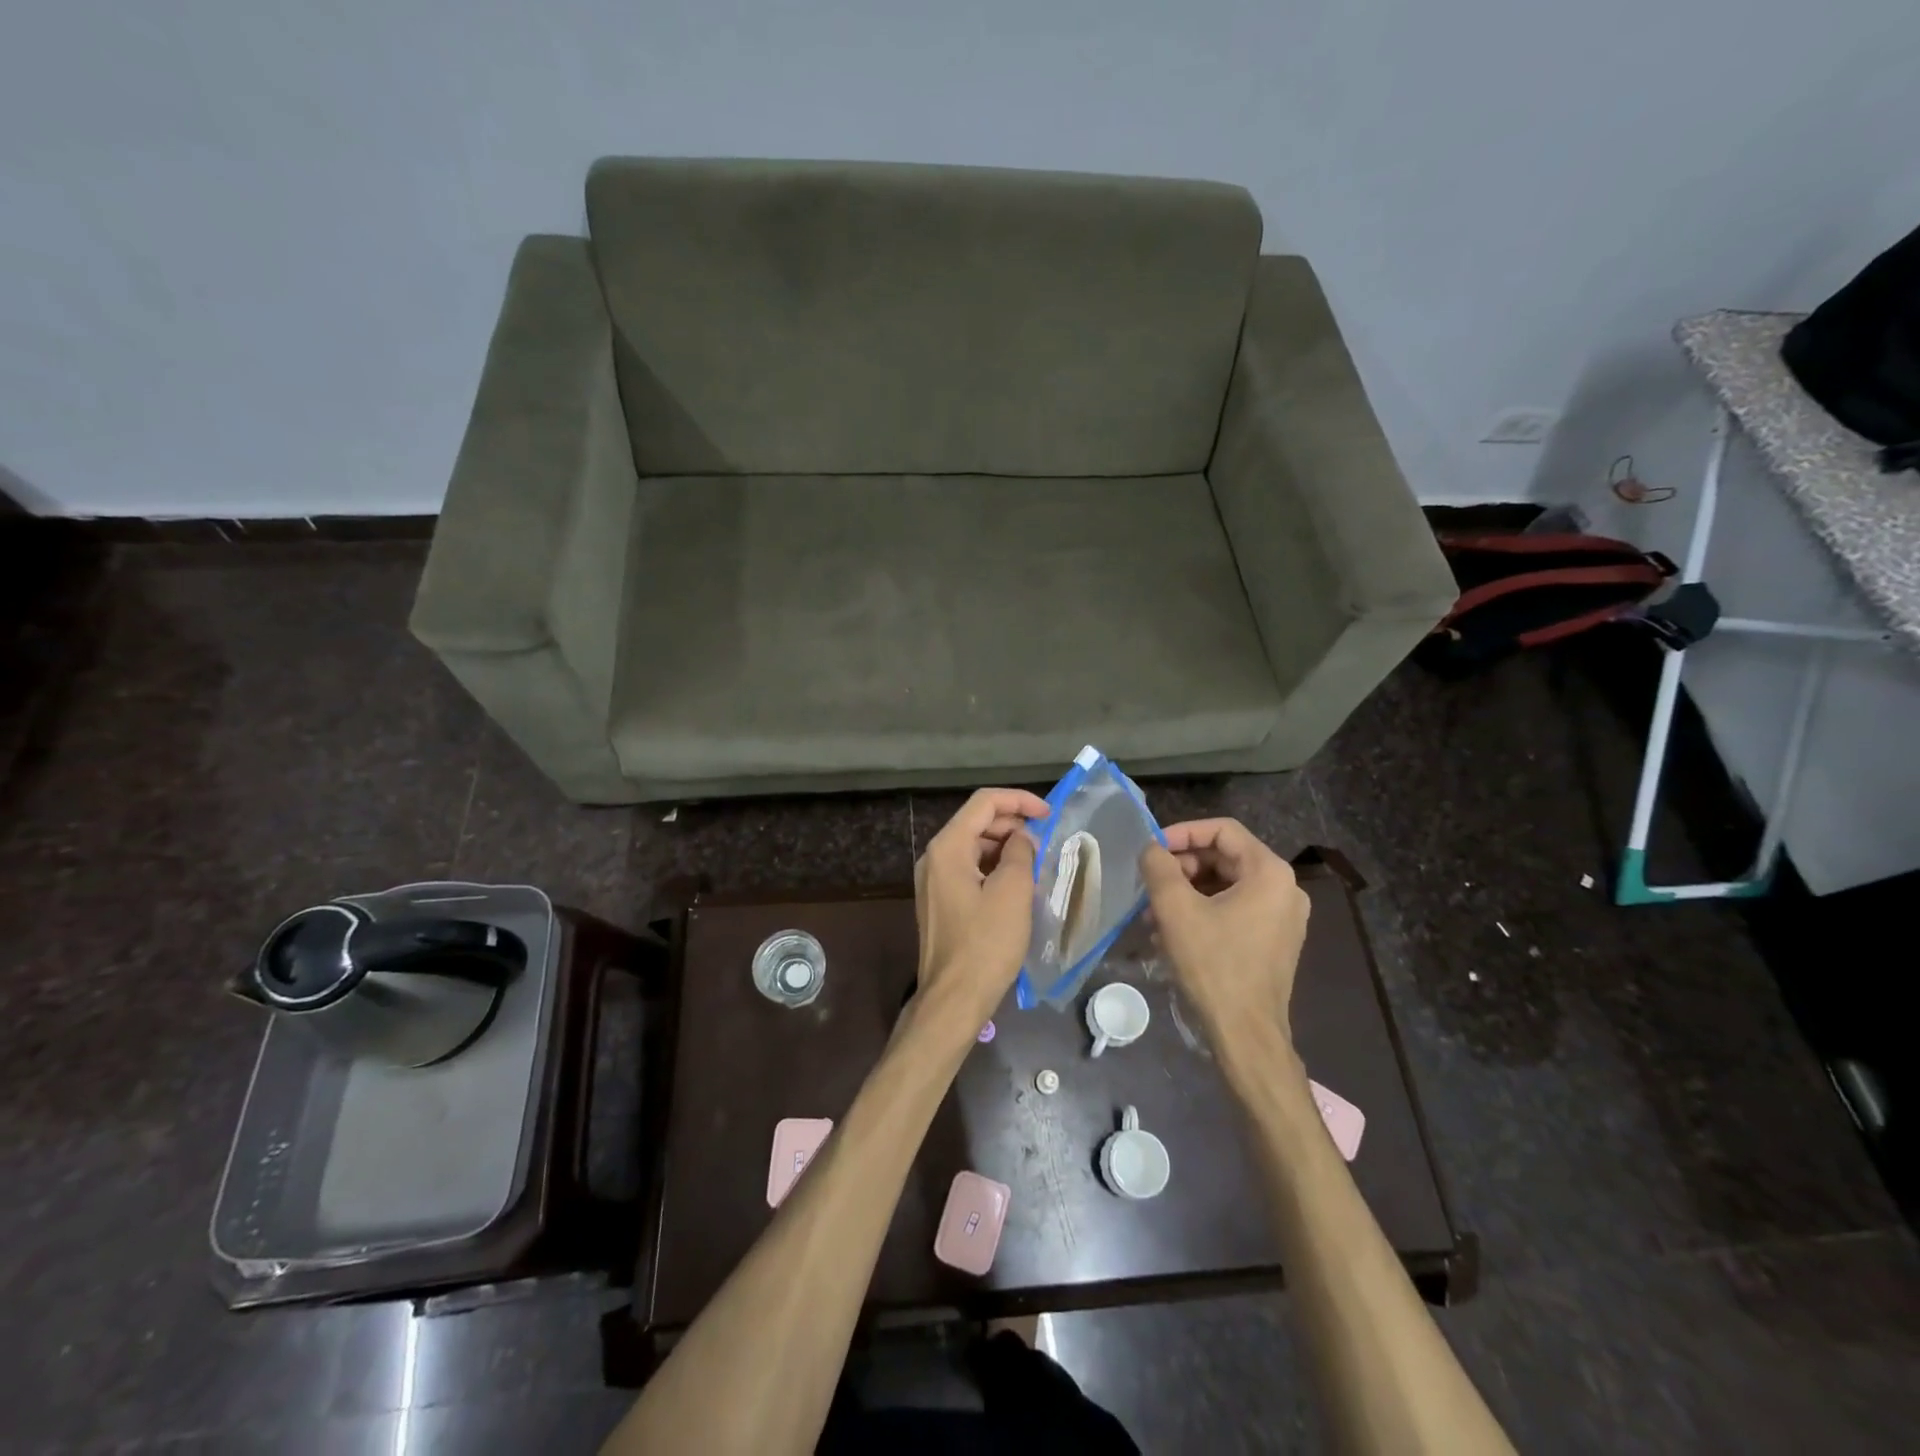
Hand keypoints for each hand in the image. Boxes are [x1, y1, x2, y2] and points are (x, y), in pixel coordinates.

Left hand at [913, 788, 1047, 1024]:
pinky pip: (969, 870)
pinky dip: (994, 868)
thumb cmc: (986, 944)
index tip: (1049, 814)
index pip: (983, 803)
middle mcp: (934, 857)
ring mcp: (933, 881)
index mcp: (947, 847)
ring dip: (1005, 847)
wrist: (954, 999)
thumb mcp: (1013, 892)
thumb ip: (1020, 853)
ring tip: (1035, 863)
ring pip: (973, 847)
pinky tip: (1017, 885)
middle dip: (1012, 824)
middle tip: (1044, 841)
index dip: (1019, 800)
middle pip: (976, 822)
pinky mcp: (939, 902)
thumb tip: (1021, 839)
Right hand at [1139, 818, 1310, 1048]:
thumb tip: (1151, 849)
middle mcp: (1285, 889)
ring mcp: (1283, 917)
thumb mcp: (1175, 909)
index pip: (1223, 830)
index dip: (1182, 833)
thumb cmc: (1213, 964)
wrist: (1246, 1034)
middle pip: (1224, 858)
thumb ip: (1159, 867)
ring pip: (1225, 886)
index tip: (1152, 850)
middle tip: (1150, 885)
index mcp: (1269, 872)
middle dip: (1181, 868)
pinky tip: (1171, 935)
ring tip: (1152, 915)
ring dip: (1186, 893)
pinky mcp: (1274, 941)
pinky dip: (1202, 913)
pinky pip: (1234, 910)